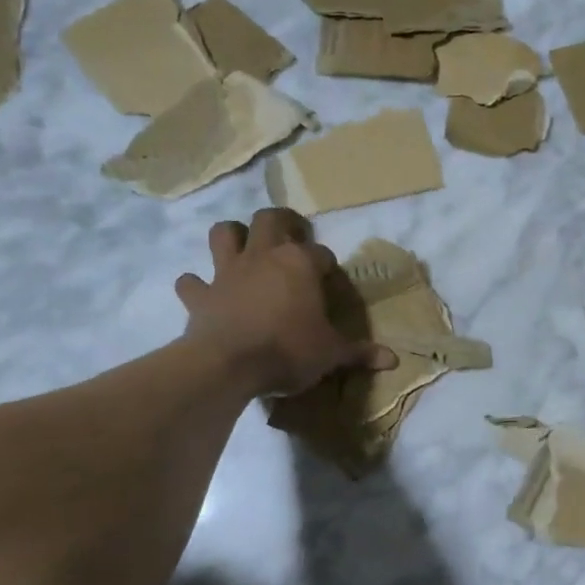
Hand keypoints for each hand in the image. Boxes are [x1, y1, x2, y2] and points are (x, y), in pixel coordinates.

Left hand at [175, 209, 394, 396]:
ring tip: (244, 248)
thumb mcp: (332, 354)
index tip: (329, 282)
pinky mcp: (200, 295)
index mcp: (300, 264)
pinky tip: (203, 292)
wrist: (229, 365)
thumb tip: (393, 360)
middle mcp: (263, 256)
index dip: (326, 266)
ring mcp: (227, 272)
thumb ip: (360, 353)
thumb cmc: (289, 351)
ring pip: (224, 233)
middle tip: (291, 235)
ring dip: (233, 236)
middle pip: (270, 219)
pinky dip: (196, 285)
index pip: (321, 254)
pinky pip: (191, 282)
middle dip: (282, 222)